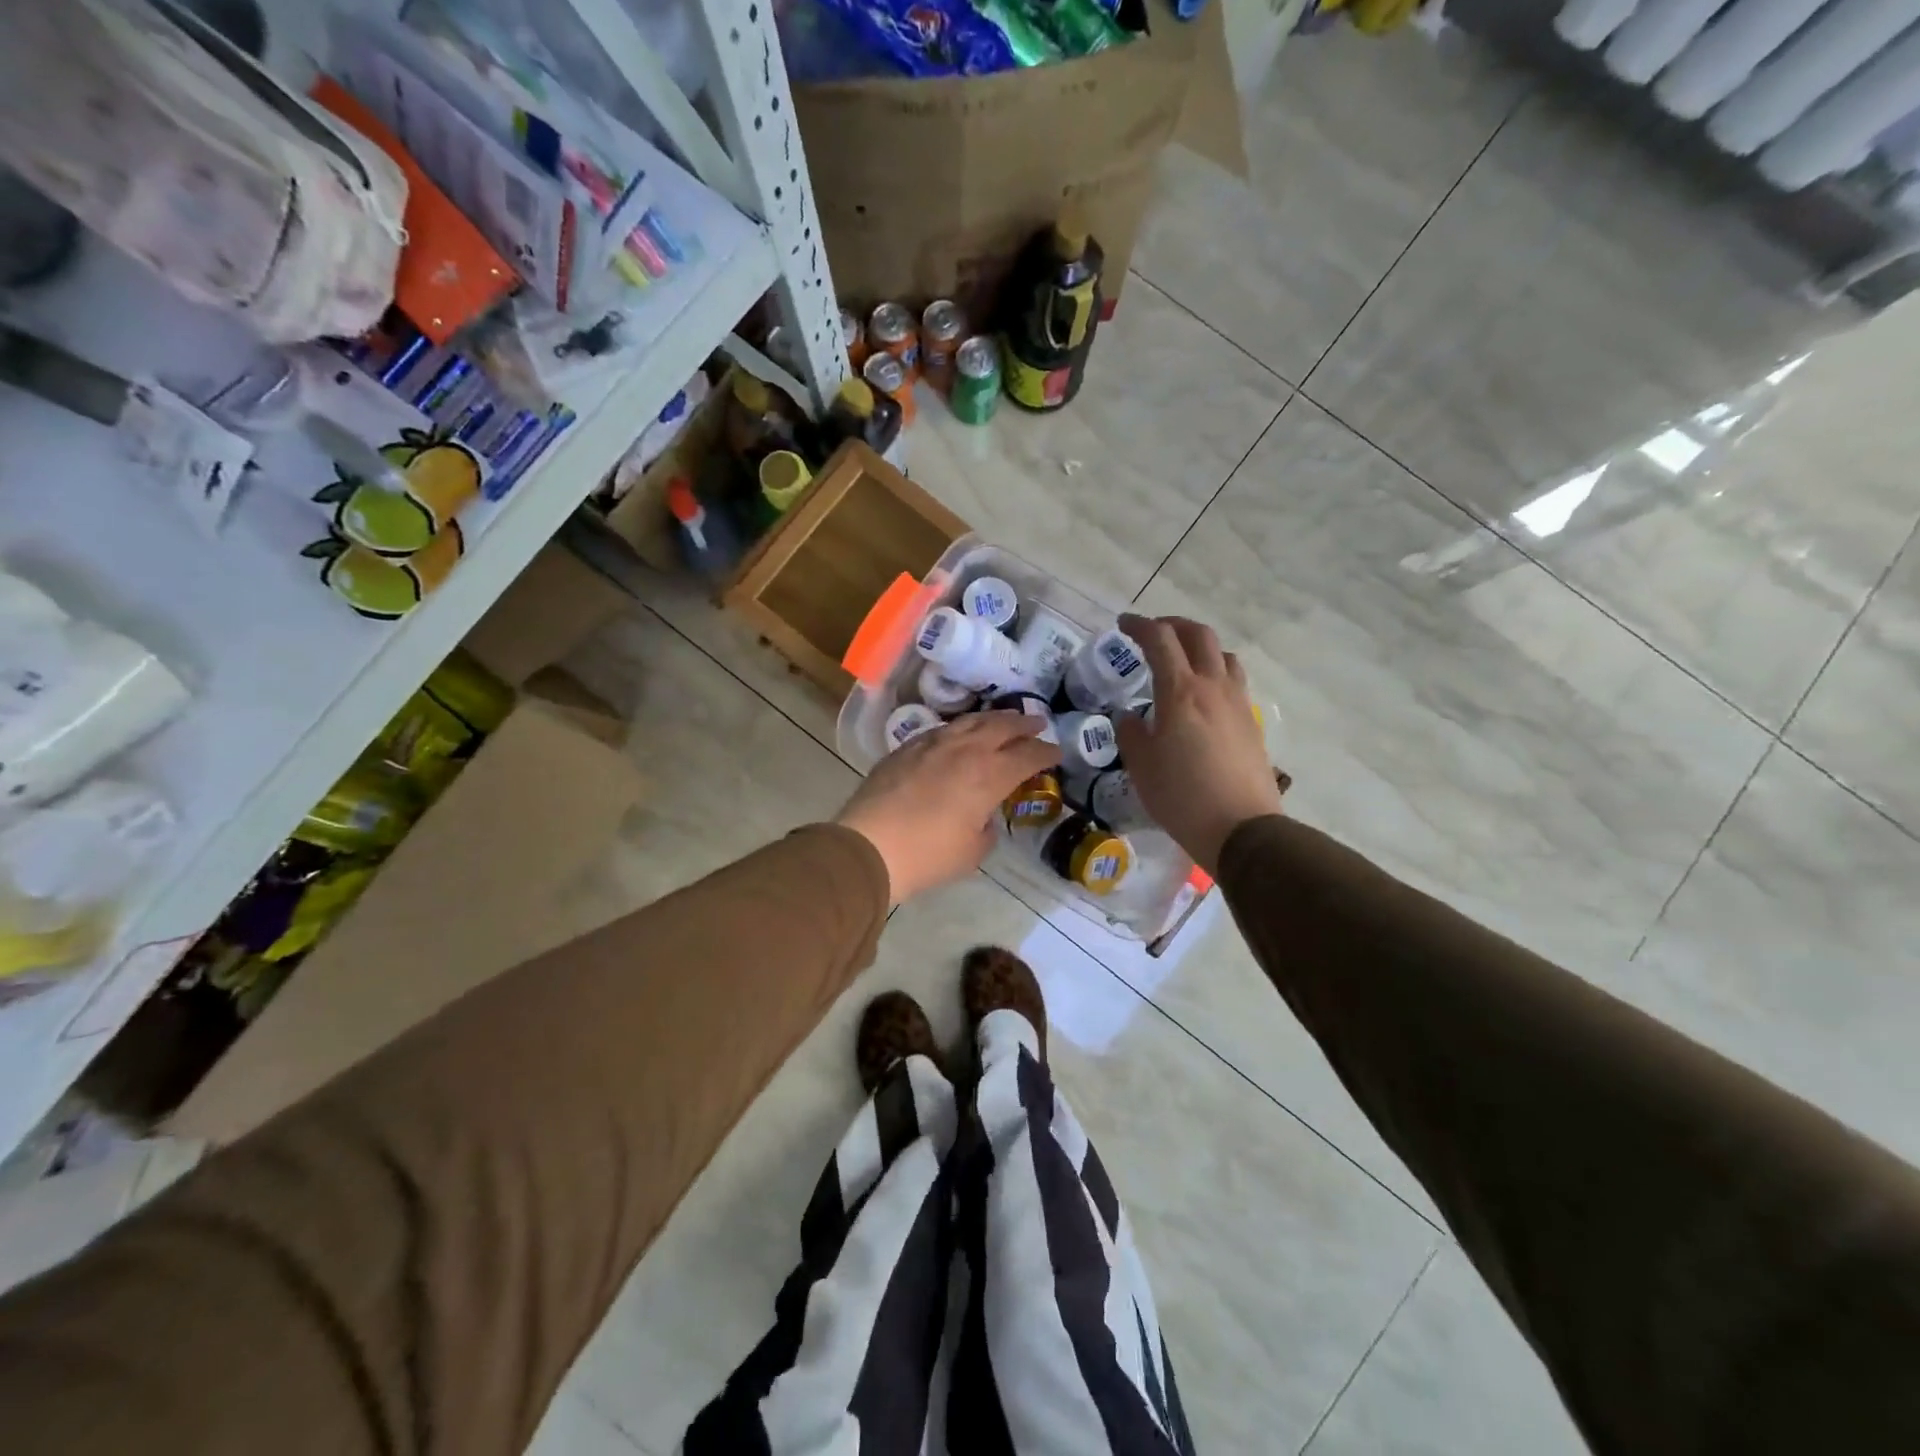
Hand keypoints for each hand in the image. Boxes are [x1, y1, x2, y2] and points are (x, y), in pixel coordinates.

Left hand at [836, 711, 1060, 905]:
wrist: (869, 845)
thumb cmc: (928, 856)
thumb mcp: (972, 851)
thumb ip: (986, 828)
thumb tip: (982, 815)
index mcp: (989, 775)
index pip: (1028, 755)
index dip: (1046, 753)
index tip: (1057, 753)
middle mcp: (965, 750)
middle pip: (1002, 726)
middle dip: (1024, 723)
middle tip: (1038, 723)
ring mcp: (933, 744)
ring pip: (970, 721)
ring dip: (993, 719)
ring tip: (1004, 720)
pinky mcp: (906, 748)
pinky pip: (942, 730)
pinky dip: (960, 729)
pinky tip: (960, 735)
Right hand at [1113, 613, 1282, 875]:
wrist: (1241, 828)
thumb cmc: (1181, 797)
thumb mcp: (1141, 767)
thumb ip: (1131, 734)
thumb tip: (1131, 717)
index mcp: (1180, 692)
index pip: (1160, 640)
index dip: (1139, 625)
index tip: (1123, 625)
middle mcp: (1213, 687)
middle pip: (1198, 635)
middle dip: (1173, 625)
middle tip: (1153, 633)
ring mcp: (1238, 703)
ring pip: (1223, 655)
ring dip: (1199, 647)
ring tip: (1182, 661)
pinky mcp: (1252, 722)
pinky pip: (1233, 681)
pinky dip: (1215, 672)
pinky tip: (1203, 697)